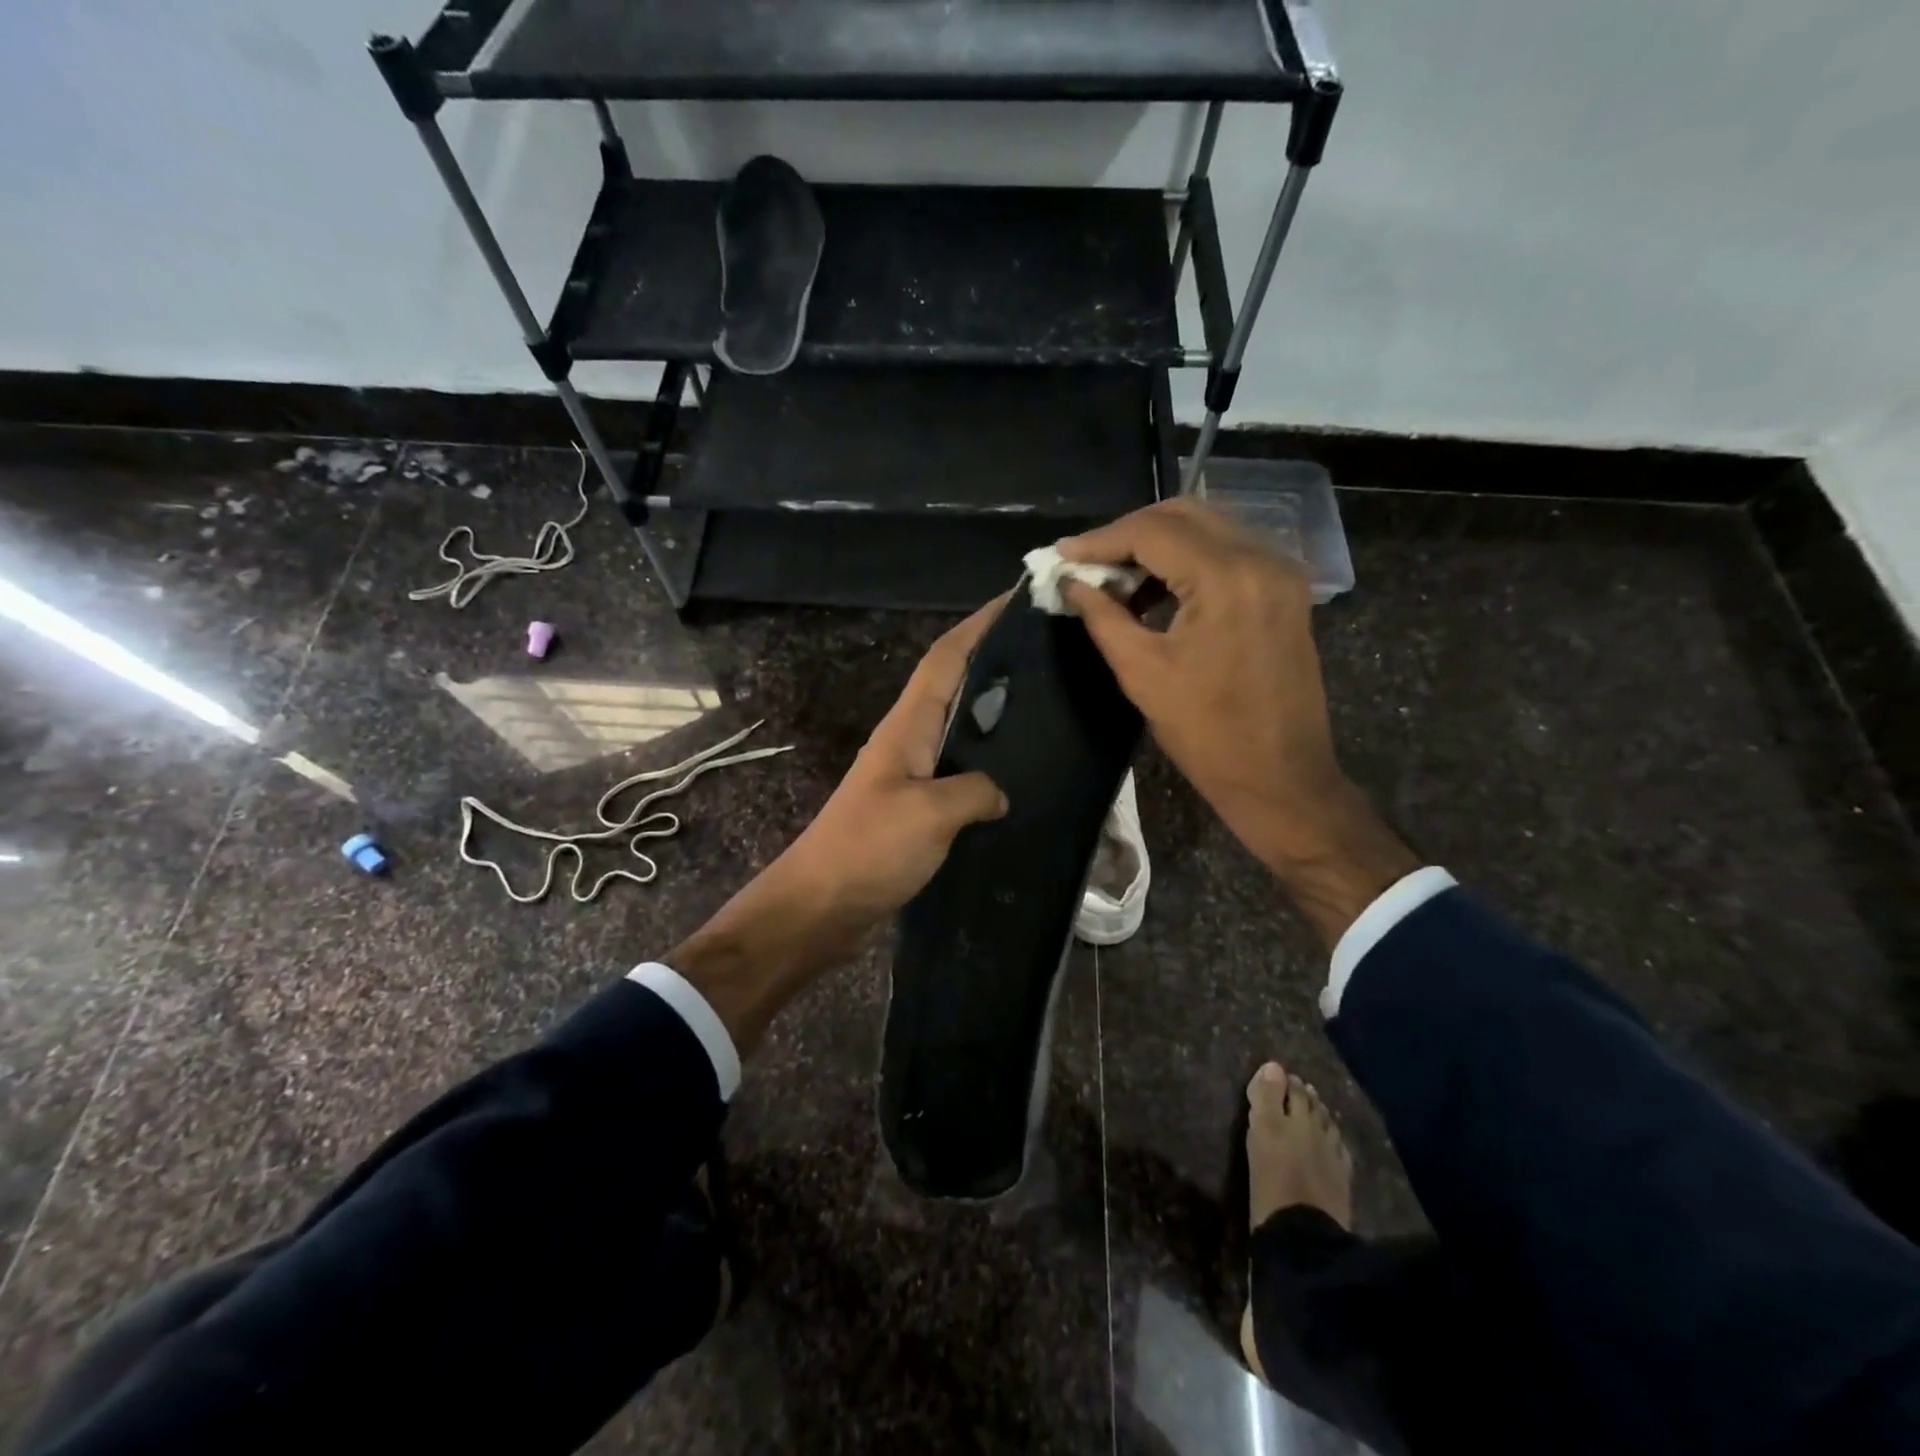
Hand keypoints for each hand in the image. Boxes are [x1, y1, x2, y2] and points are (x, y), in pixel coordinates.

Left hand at [669, 599, 1009, 1051]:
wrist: (819, 908)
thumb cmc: (869, 850)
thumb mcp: (929, 813)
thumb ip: (975, 790)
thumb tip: (1000, 791)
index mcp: (907, 726)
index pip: (945, 658)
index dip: (979, 625)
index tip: (1018, 598)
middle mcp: (907, 741)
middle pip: (953, 685)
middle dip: (993, 661)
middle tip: (1048, 653)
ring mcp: (909, 776)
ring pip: (958, 730)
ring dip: (992, 713)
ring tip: (1046, 706)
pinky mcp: (914, 811)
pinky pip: (957, 774)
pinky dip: (986, 766)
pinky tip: (1018, 777)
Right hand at [1060, 500, 1417, 946]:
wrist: (1280, 776)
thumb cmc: (1206, 732)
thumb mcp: (1142, 672)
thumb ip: (1102, 616)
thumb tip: (1071, 583)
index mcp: (1227, 577)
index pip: (1152, 532)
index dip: (1100, 540)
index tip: (1060, 555)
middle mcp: (1261, 559)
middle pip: (1183, 515)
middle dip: (1128, 533)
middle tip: (1086, 563)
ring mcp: (1280, 572)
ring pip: (1207, 528)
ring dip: (1157, 544)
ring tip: (1114, 577)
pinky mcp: (1285, 590)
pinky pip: (1227, 552)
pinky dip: (1186, 560)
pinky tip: (1155, 588)